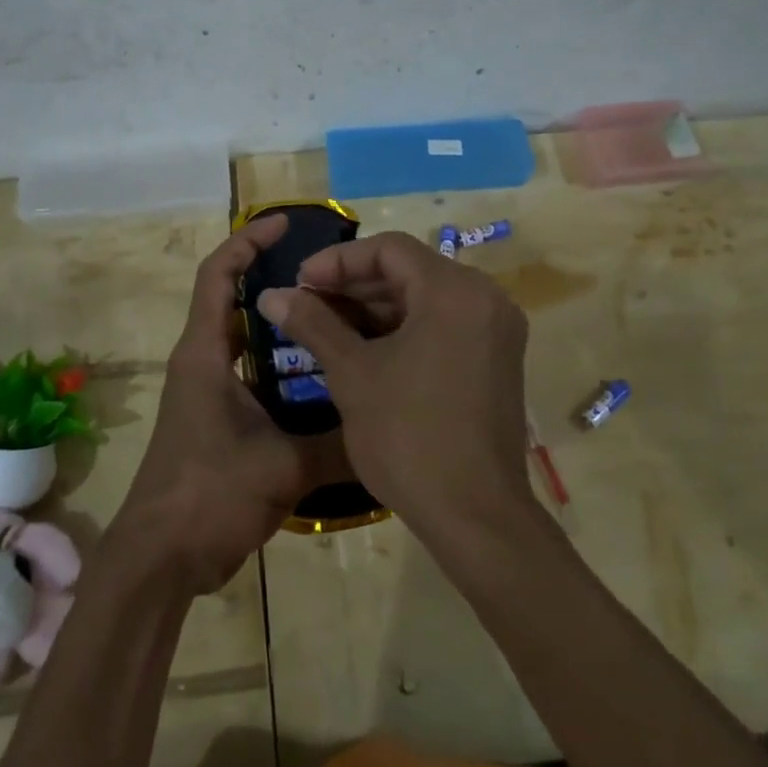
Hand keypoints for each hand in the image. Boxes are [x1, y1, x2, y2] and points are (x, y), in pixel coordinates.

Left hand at [115, 214, 350, 594]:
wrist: (160, 559)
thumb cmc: (209, 495)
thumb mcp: (282, 466)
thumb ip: (338, 442)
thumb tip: (389, 424)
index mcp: (204, 353)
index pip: (218, 275)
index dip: (247, 242)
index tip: (284, 225)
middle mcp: (202, 362)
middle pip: (233, 300)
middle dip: (275, 280)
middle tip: (331, 276)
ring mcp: (207, 392)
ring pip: (246, 340)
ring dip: (281, 326)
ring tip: (335, 318)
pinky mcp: (217, 419)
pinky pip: (252, 374)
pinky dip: (281, 366)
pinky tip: (322, 378)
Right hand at [255, 231, 529, 539]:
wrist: (475, 517)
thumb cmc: (408, 437)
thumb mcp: (352, 374)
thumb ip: (313, 323)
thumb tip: (271, 294)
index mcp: (454, 291)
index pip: (389, 249)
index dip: (337, 260)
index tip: (299, 281)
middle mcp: (485, 298)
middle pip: (409, 270)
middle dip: (354, 284)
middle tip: (307, 302)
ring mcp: (496, 329)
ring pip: (425, 297)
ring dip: (375, 306)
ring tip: (326, 323)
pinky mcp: (496, 358)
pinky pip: (443, 323)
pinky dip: (403, 328)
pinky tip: (363, 347)